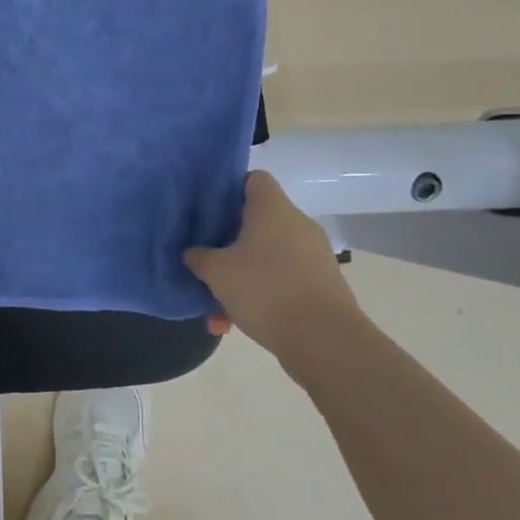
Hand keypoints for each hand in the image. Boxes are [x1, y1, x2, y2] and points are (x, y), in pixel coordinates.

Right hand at [186, 171, 359, 356]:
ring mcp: (314, 256)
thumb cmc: (265, 290)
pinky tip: (237, 322)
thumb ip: (199, 257)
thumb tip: (194, 252)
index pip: (253, 178)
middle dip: (230, 240)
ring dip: (243, 275)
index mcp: (273, 208)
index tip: (208, 208)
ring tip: (217, 304)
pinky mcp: (323, 285)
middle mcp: (297, 224)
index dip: (229, 188)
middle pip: (258, 220)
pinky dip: (262, 295)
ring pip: (268, 256)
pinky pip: (283, 281)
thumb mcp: (216, 272)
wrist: (325, 341)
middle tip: (207, 257)